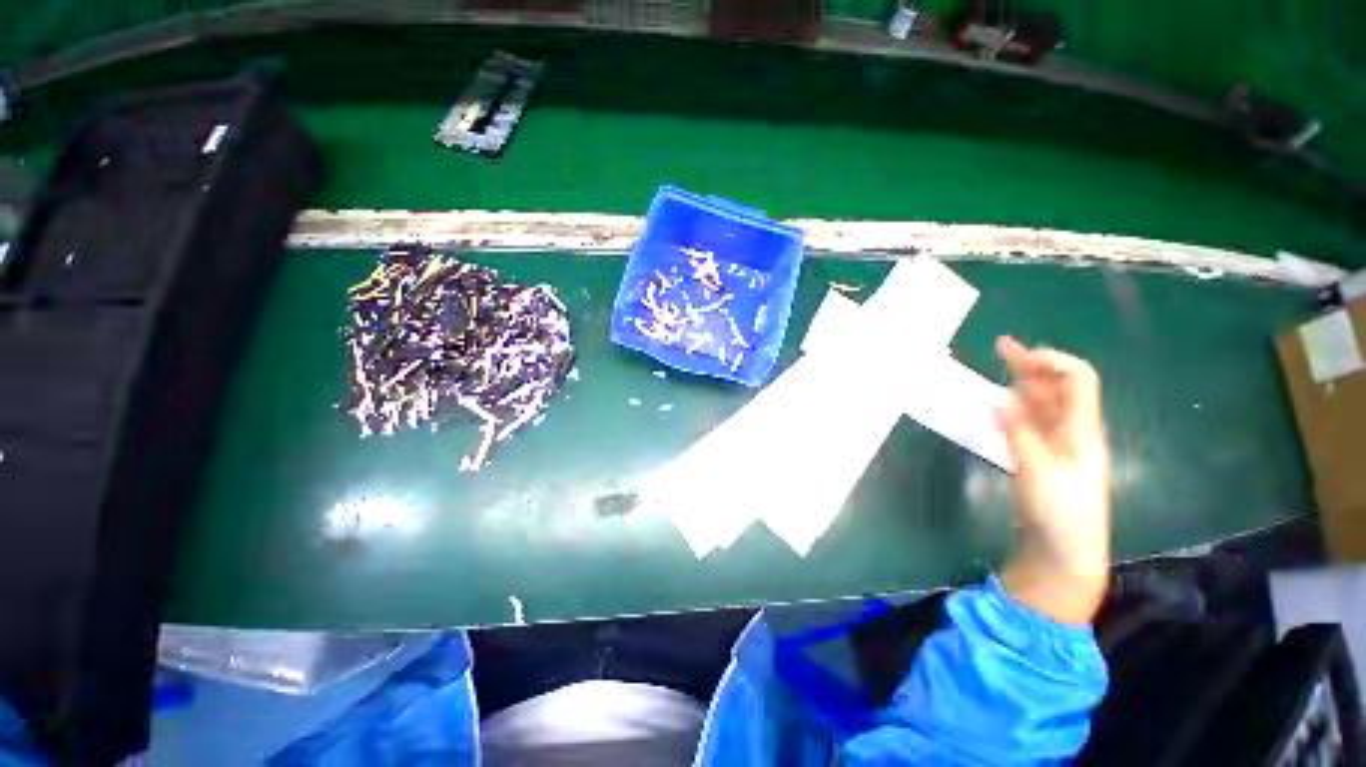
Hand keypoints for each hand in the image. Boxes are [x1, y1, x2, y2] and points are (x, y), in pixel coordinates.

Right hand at [994, 336, 1111, 623]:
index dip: (1050, 361)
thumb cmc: (1060, 514)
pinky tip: (999, 404)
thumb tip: (998, 401)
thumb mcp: (1039, 472)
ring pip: (1040, 404)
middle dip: (1032, 363)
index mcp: (1081, 431)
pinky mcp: (1039, 459)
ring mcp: (1055, 446)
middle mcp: (1072, 432)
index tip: (1015, 355)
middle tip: (1001, 345)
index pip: (1077, 380)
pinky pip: (1027, 423)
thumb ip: (1019, 435)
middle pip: (1057, 388)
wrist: (1063, 554)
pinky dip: (1013, 408)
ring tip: (1000, 365)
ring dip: (1021, 382)